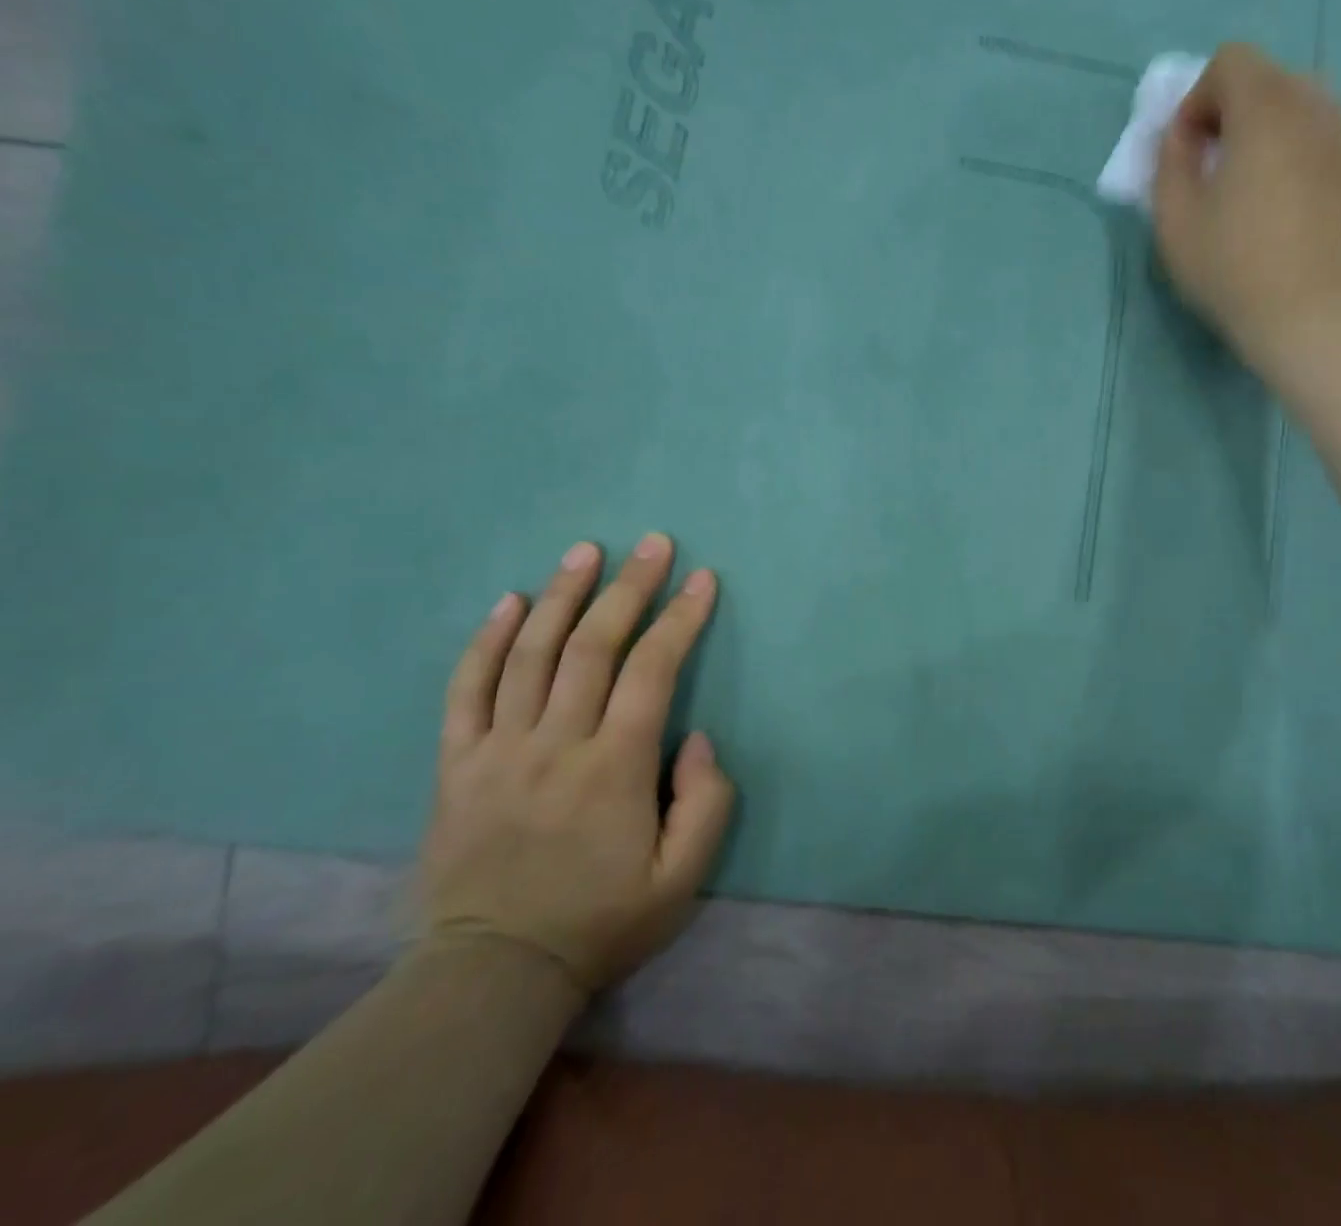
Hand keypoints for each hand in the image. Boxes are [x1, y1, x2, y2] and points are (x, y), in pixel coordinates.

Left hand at [421, 535, 734, 994]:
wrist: (494, 974)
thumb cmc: (602, 921)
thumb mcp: (683, 878)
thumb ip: (707, 802)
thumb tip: (695, 737)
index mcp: (615, 767)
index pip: (653, 670)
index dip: (681, 617)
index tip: (702, 579)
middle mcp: (556, 743)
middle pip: (594, 646)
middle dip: (629, 587)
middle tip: (653, 543)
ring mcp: (498, 750)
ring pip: (530, 653)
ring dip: (562, 594)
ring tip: (585, 551)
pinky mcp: (456, 764)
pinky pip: (466, 690)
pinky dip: (486, 640)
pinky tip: (509, 601)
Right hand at [1151, 43, 1340, 385]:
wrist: (1309, 314)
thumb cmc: (1231, 266)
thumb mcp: (1174, 219)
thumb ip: (1169, 163)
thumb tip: (1181, 136)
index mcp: (1264, 110)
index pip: (1230, 62)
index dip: (1196, 99)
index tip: (1185, 151)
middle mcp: (1311, 108)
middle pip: (1267, 76)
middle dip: (1229, 108)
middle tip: (1209, 162)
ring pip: (1297, 102)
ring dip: (1263, 126)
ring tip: (1243, 177)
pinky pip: (1319, 132)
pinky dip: (1292, 145)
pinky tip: (1277, 193)